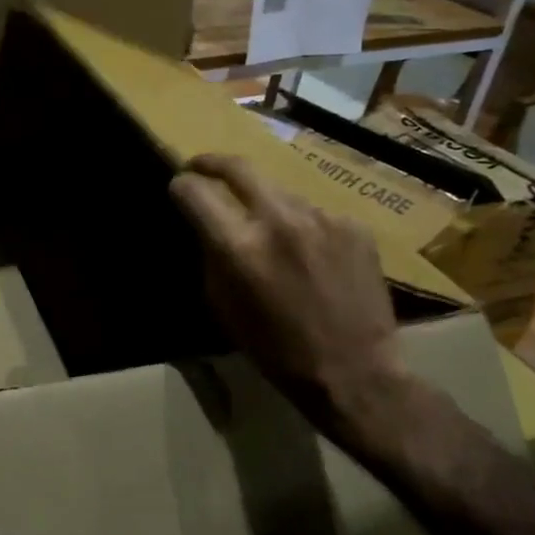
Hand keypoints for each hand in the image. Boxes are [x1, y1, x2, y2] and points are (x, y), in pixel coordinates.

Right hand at [170, 153, 404, 447]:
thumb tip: (206, 226)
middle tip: (202, 166)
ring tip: (265, 226)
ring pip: (278, 190)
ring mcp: (322, 218)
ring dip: (262, 200)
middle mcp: (279, 221)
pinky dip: (300, 224)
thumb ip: (211, 256)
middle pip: (238, 167)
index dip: (181, 185)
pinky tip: (308, 252)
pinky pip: (313, 212)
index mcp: (240, 247)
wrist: (356, 372)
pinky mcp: (354, 225)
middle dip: (212, 162)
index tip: (179, 187)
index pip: (195, 191)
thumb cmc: (277, 350)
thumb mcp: (223, 307)